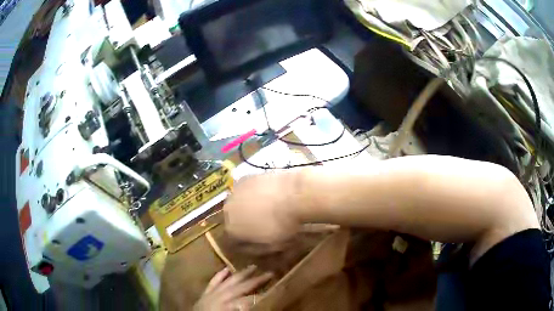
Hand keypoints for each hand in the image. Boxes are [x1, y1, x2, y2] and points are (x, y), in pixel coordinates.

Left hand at [193, 266, 272, 310]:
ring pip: (229, 281)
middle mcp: (222, 297)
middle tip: (270, 272)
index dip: (264, 295)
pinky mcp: (205, 294)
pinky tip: (226, 268)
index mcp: (230, 306)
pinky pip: (213, 282)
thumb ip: (245, 310)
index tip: (275, 288)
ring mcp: (212, 293)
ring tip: (253, 266)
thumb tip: (258, 305)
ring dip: (241, 273)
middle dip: (256, 280)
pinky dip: (220, 275)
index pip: (251, 299)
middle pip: (242, 286)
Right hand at [223, 173, 301, 243]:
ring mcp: (235, 192)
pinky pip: (245, 190)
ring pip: (237, 204)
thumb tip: (247, 248)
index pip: (232, 242)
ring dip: (246, 208)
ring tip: (265, 208)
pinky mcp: (245, 178)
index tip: (255, 243)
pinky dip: (252, 194)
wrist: (294, 194)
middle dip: (243, 224)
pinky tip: (266, 195)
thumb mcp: (271, 245)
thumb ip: (255, 249)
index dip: (244, 244)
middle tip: (260, 224)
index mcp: (232, 229)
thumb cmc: (284, 225)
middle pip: (232, 220)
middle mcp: (227, 210)